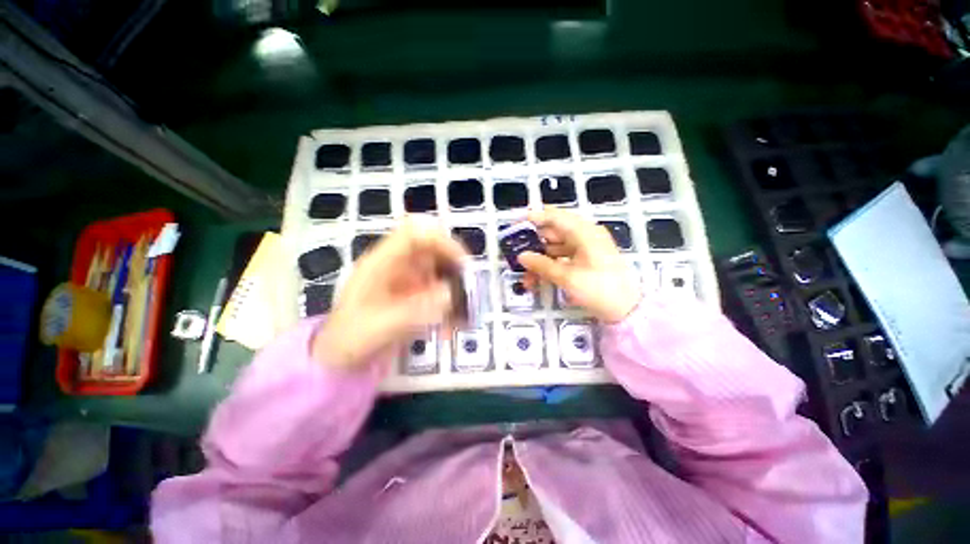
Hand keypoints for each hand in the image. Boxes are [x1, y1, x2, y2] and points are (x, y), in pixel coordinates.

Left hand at [312, 220, 466, 369]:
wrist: (339, 358)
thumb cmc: (350, 339)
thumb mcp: (379, 327)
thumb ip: (415, 310)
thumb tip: (452, 293)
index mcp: (382, 262)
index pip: (416, 234)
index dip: (442, 242)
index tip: (463, 265)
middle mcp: (398, 265)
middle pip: (434, 250)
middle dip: (455, 269)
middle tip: (470, 292)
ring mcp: (407, 280)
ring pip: (441, 272)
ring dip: (456, 291)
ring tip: (464, 316)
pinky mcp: (414, 296)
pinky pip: (440, 293)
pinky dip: (450, 307)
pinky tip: (451, 328)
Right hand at [519, 208, 642, 322]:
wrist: (627, 310)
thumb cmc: (599, 289)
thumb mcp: (567, 277)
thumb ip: (542, 265)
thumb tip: (521, 256)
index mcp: (584, 233)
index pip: (556, 217)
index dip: (536, 218)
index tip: (517, 223)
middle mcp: (585, 236)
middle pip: (554, 233)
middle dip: (534, 245)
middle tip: (516, 254)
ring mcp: (585, 249)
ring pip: (556, 248)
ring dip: (540, 260)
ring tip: (526, 276)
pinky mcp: (585, 261)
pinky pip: (562, 259)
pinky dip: (550, 267)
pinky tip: (537, 280)